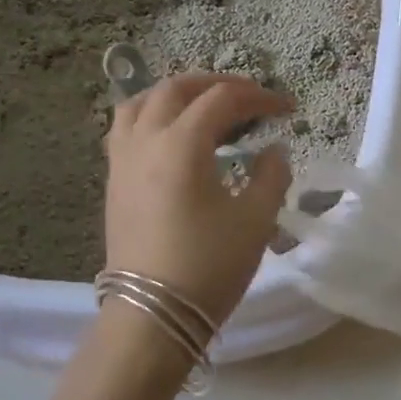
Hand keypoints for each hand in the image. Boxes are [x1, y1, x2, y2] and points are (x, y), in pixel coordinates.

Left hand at [103, 73, 292, 325]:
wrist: (152, 315)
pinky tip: (171, 137)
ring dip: (176, 94)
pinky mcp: (113, 182)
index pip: (222, 100)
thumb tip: (274, 151)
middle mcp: (145, 141)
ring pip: (141, 103)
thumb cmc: (209, 266)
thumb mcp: (256, 220)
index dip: (258, 96)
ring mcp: (122, 160)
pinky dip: (152, 116)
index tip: (287, 107)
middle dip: (216, 84)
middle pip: (176, 89)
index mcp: (181, 145)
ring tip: (203, 107)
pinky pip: (126, 129)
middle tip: (248, 97)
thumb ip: (271, 176)